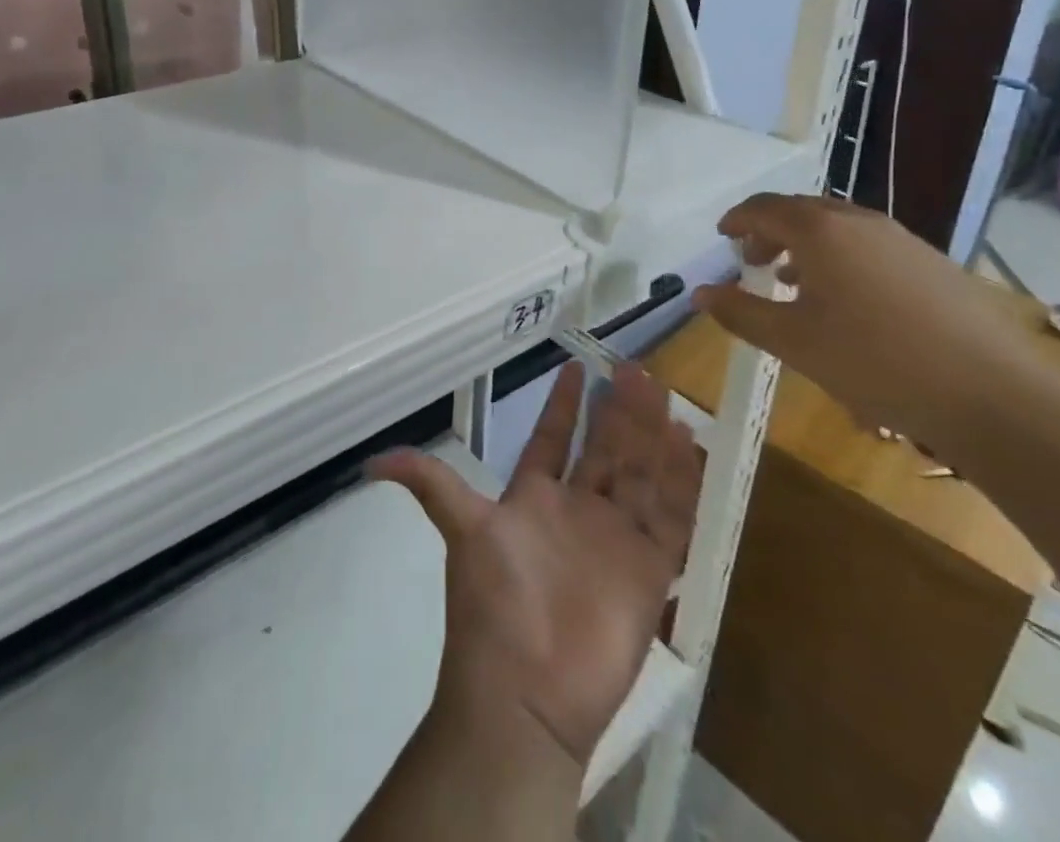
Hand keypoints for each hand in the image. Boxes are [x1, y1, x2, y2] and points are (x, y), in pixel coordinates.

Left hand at [369, 362, 702, 768]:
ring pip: (638, 473)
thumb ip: (429, 485)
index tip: (575, 366)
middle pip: (603, 449)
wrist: (527, 693)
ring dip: (649, 435)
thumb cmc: (494, 603)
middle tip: (631, 367)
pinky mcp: (648, 571)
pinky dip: (680, 482)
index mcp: (534, 499)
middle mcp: (577, 511)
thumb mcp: (462, 529)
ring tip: (660, 391)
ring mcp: (614, 539)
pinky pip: (670, 517)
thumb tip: (371, 462)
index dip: (563, 406)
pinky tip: (688, 444)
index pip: (552, 439)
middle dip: (616, 410)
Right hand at [692, 194, 1026, 454]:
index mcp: (820, 231)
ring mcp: (901, 240)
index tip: (722, 236)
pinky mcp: (932, 263)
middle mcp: (860, 221)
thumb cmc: (875, 362)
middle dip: (770, 231)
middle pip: (802, 211)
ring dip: (807, 246)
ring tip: (793, 283)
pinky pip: (870, 245)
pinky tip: (847, 302)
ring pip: (839, 227)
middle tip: (753, 261)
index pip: (764, 208)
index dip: (737, 219)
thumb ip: (741, 313)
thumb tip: (699, 294)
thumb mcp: (794, 342)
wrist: (993, 394)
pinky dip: (842, 258)